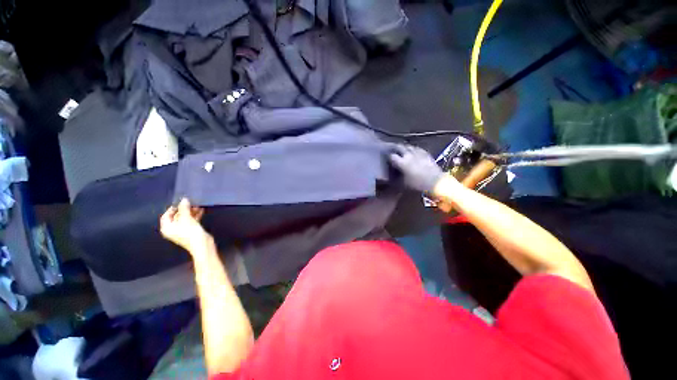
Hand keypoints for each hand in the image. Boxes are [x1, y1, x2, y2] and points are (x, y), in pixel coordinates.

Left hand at [160, 198, 209, 252]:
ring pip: (185, 219)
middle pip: (176, 217)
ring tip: (198, 205)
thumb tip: (184, 199)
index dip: (172, 208)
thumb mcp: (186, 218)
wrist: (202, 244)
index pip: (166, 216)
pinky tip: (201, 211)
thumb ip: (184, 208)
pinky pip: (191, 221)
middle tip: (190, 202)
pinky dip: (195, 216)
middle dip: (184, 209)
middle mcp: (173, 230)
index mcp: (167, 228)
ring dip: (191, 212)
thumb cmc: (190, 231)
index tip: (180, 202)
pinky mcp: (191, 231)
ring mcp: (182, 231)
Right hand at [388, 144, 445, 192]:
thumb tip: (393, 176)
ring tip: (403, 151)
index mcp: (402, 162)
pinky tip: (413, 152)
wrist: (435, 181)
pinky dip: (413, 150)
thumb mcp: (404, 183)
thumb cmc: (417, 183)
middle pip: (399, 147)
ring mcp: (417, 152)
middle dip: (395, 148)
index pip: (392, 156)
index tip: (388, 159)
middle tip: (393, 151)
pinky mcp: (425, 153)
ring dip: (404, 148)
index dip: (389, 157)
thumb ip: (397, 177)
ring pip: (408, 146)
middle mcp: (408, 155)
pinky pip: (417, 148)